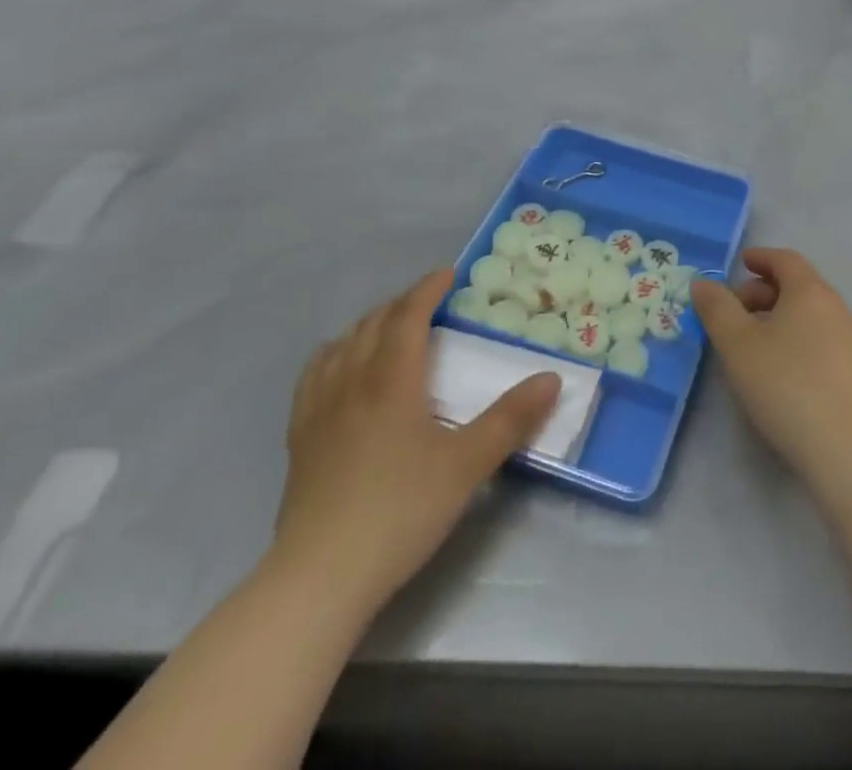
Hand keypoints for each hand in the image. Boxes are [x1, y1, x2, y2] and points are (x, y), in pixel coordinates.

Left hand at [270, 269, 560, 612]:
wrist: (320, 578)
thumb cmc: (400, 511)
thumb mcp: (467, 464)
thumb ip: (511, 419)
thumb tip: (552, 378)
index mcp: (391, 380)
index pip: (408, 316)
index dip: (428, 289)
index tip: (449, 273)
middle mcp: (351, 383)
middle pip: (373, 324)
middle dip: (402, 303)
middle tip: (429, 301)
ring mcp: (318, 411)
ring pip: (341, 345)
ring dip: (368, 324)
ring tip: (388, 327)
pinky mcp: (299, 440)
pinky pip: (314, 376)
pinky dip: (333, 354)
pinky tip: (339, 369)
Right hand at [691, 248, 851, 500]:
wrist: (843, 445)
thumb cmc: (785, 382)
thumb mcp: (737, 343)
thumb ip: (717, 308)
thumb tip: (703, 283)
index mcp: (809, 290)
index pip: (785, 259)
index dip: (760, 257)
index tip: (740, 263)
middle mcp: (832, 306)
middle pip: (796, 284)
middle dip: (761, 290)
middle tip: (732, 310)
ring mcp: (846, 338)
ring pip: (805, 312)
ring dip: (775, 316)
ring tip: (747, 341)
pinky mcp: (849, 368)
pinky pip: (814, 336)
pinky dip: (790, 336)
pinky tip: (773, 366)